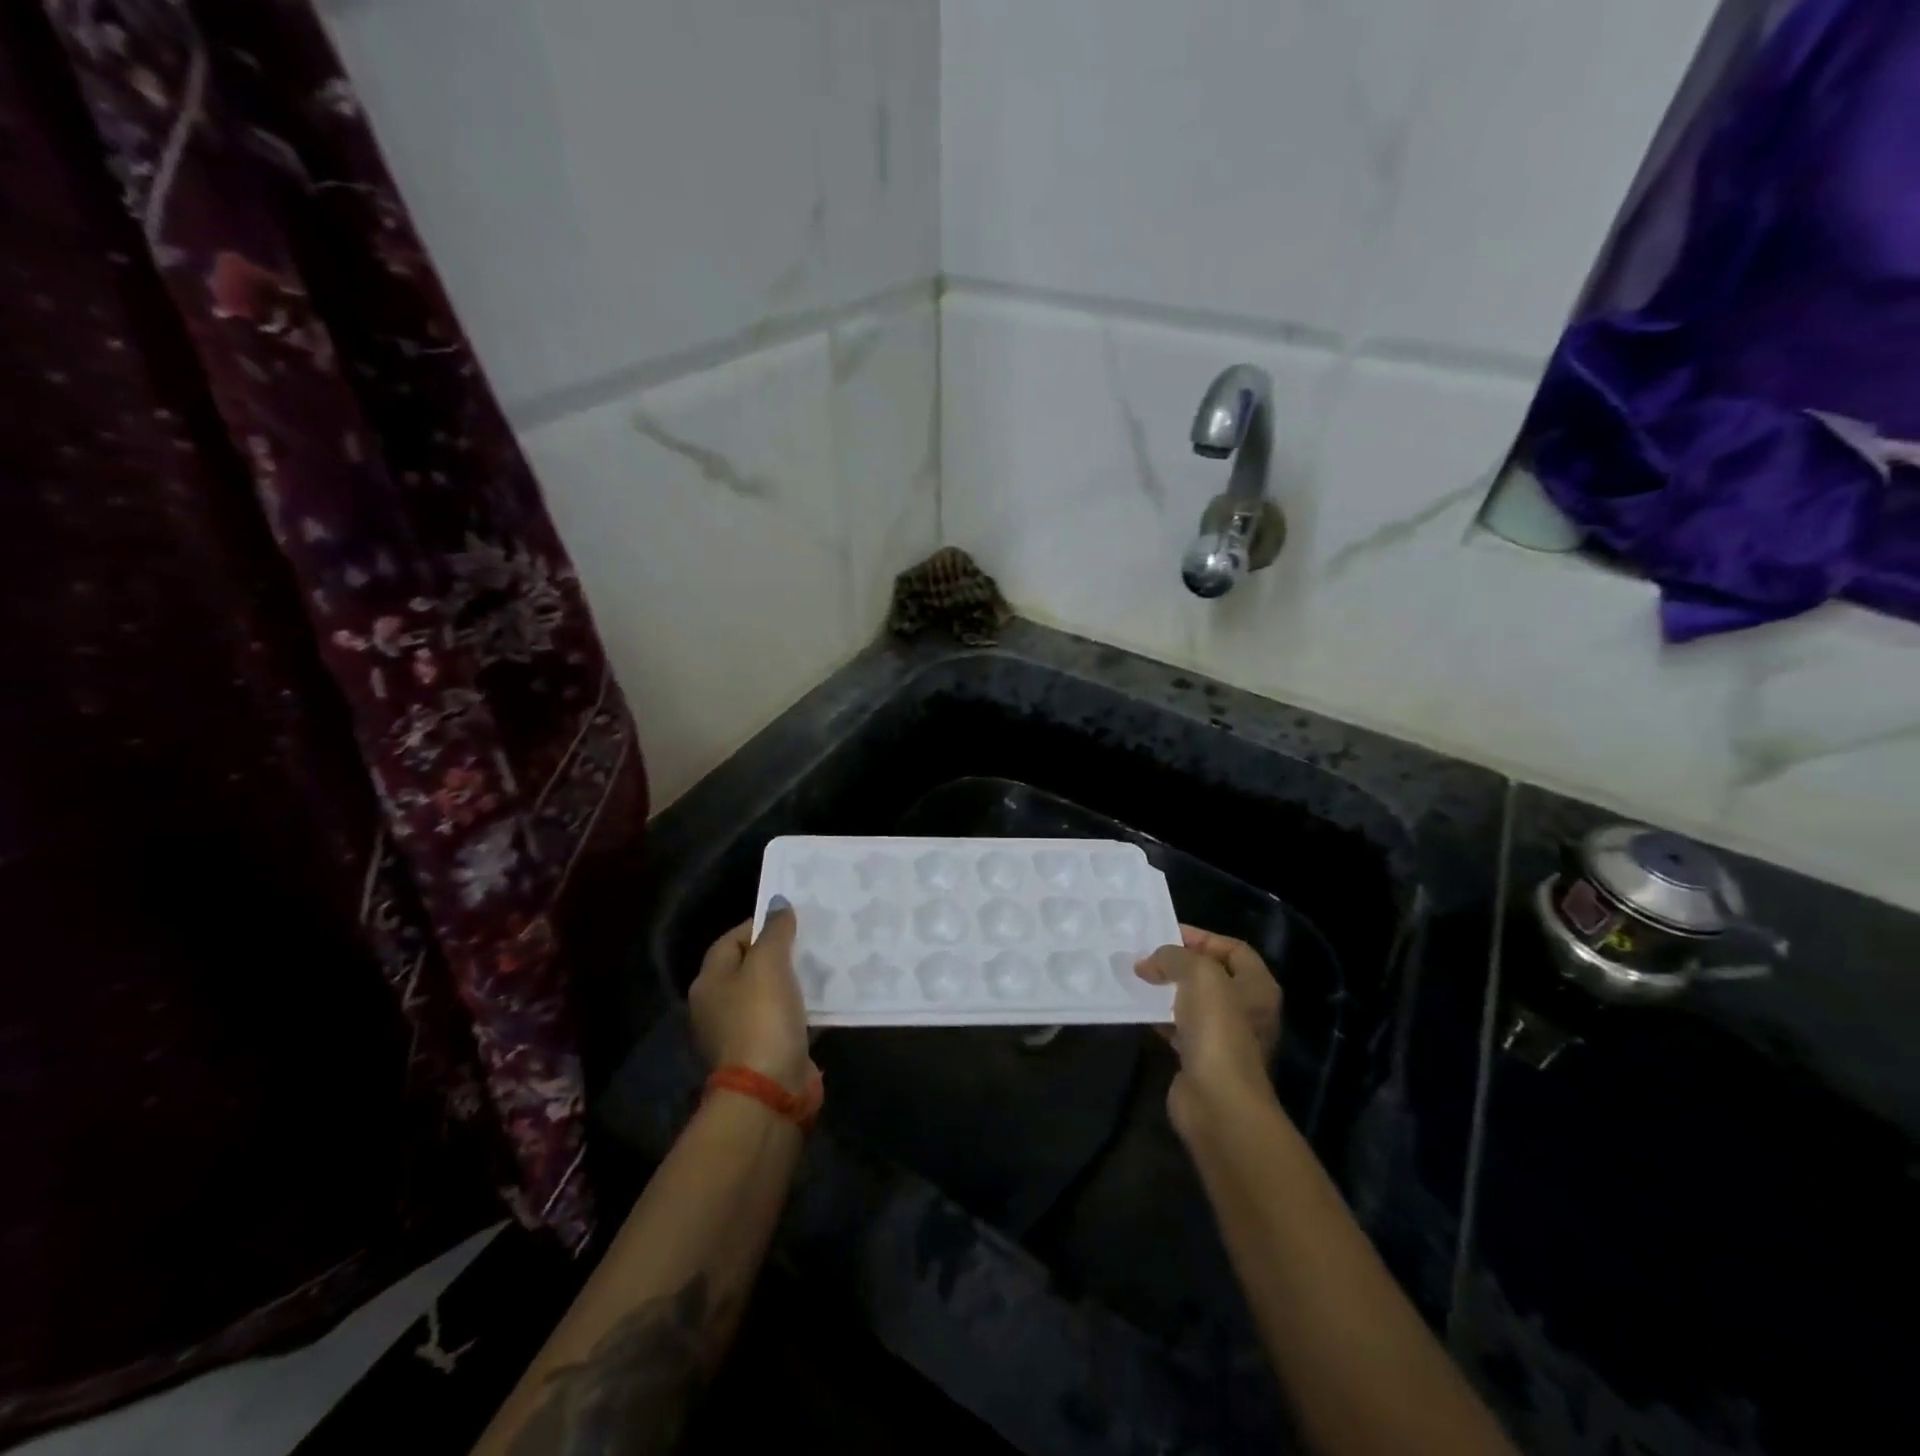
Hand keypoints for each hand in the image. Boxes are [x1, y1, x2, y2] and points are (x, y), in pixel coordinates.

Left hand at [689, 898, 814, 1095]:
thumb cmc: (762, 1017)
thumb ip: (775, 931)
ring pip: (768, 995)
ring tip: (822, 966)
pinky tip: (823, 1000)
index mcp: (709, 982)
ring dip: (792, 982)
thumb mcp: (769, 964)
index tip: (792, 920)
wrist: (769, 1090)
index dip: (759, 925)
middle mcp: (717, 1007)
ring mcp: (740, 1033)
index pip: (731, 940)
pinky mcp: (764, 1053)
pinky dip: (800, 1009)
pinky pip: (783, 1020)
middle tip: (810, 940)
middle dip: (778, 953)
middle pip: (749, 968)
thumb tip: (778, 904)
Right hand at [1137, 925, 1282, 1133]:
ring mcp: (1224, 1037)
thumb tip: (1147, 964)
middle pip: (1211, 974)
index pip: (1232, 949)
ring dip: (1166, 989)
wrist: (1217, 1101)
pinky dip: (1159, 1016)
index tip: (1165, 933)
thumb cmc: (1218, 1029)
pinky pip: (1178, 1027)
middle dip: (1179, 963)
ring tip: (1137, 977)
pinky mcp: (1201, 1058)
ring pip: (1192, 1001)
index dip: (1202, 937)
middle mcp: (1246, 1009)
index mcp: (1257, 986)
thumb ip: (1173, 957)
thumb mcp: (1199, 975)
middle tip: (1146, 954)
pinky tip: (1139, 1009)